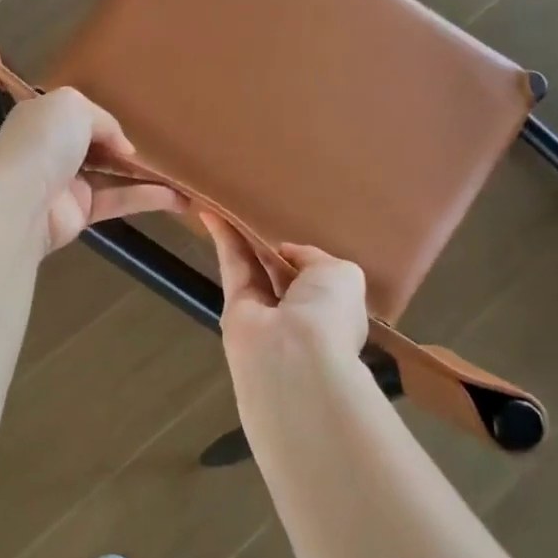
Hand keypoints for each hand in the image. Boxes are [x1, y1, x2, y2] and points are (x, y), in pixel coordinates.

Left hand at [0, 88, 185, 254]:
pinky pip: (118, 201)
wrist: (19, 202)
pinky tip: (177, 198)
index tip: (138, 124)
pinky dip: (147, 198)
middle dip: (128, 148)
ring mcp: (67, 183)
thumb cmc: (43, 143)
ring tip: (183, 176)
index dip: (107, 119)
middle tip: (167, 148)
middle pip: (98, 146)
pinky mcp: (81, 213)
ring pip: (113, 176)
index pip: (78, 115)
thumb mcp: (74, 106)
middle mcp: (54, 149)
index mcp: (45, 118)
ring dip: (147, 176)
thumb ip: (105, 120)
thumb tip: (123, 149)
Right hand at [204, 215, 368, 370]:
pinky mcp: (234, 306)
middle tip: (262, 207)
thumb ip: (315, 258)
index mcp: (333, 310)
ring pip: (254, 265)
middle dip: (272, 244)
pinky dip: (223, 237)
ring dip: (244, 235)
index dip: (306, 256)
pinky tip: (215, 210)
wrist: (292, 357)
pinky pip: (232, 264)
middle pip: (281, 271)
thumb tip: (286, 253)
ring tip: (236, 200)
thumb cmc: (329, 313)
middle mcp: (298, 313)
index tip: (296, 226)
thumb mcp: (342, 274)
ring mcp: (264, 312)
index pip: (318, 279)